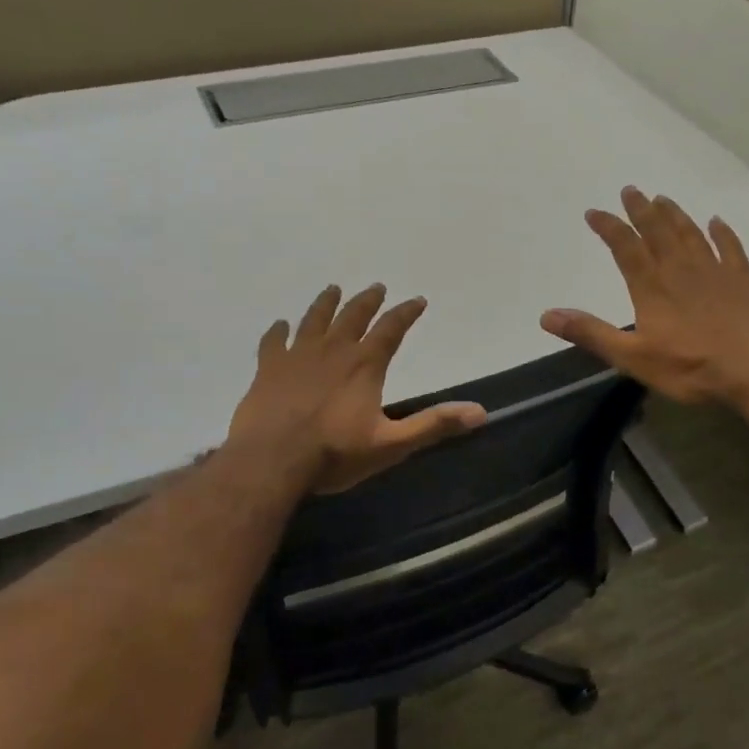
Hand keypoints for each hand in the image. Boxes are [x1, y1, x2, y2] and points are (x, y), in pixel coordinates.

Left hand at [228, 284, 487, 493]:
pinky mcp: (268, 369)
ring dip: (326, 303)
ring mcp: (297, 356)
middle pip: (353, 316)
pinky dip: (278, 331)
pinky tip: (280, 325)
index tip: (417, 300)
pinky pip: (274, 341)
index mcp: (364, 365)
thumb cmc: (334, 454)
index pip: (391, 329)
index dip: (406, 313)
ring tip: (333, 289)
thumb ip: (433, 425)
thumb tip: (480, 412)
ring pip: (314, 320)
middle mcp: (332, 351)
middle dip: (367, 301)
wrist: (271, 461)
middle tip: (376, 287)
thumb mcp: (391, 444)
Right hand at [541, 188, 748, 406]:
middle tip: (630, 189)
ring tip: (662, 198)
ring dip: (675, 214)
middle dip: (641, 209)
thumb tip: (547, 316)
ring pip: (691, 234)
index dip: (609, 227)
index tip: (594, 212)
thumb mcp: (632, 357)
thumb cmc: (690, 368)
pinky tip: (717, 221)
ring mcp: (715, 273)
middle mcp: (681, 270)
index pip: (625, 247)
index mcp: (652, 287)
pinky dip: (722, 233)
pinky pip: (731, 249)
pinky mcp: (742, 282)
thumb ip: (591, 333)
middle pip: (658, 231)